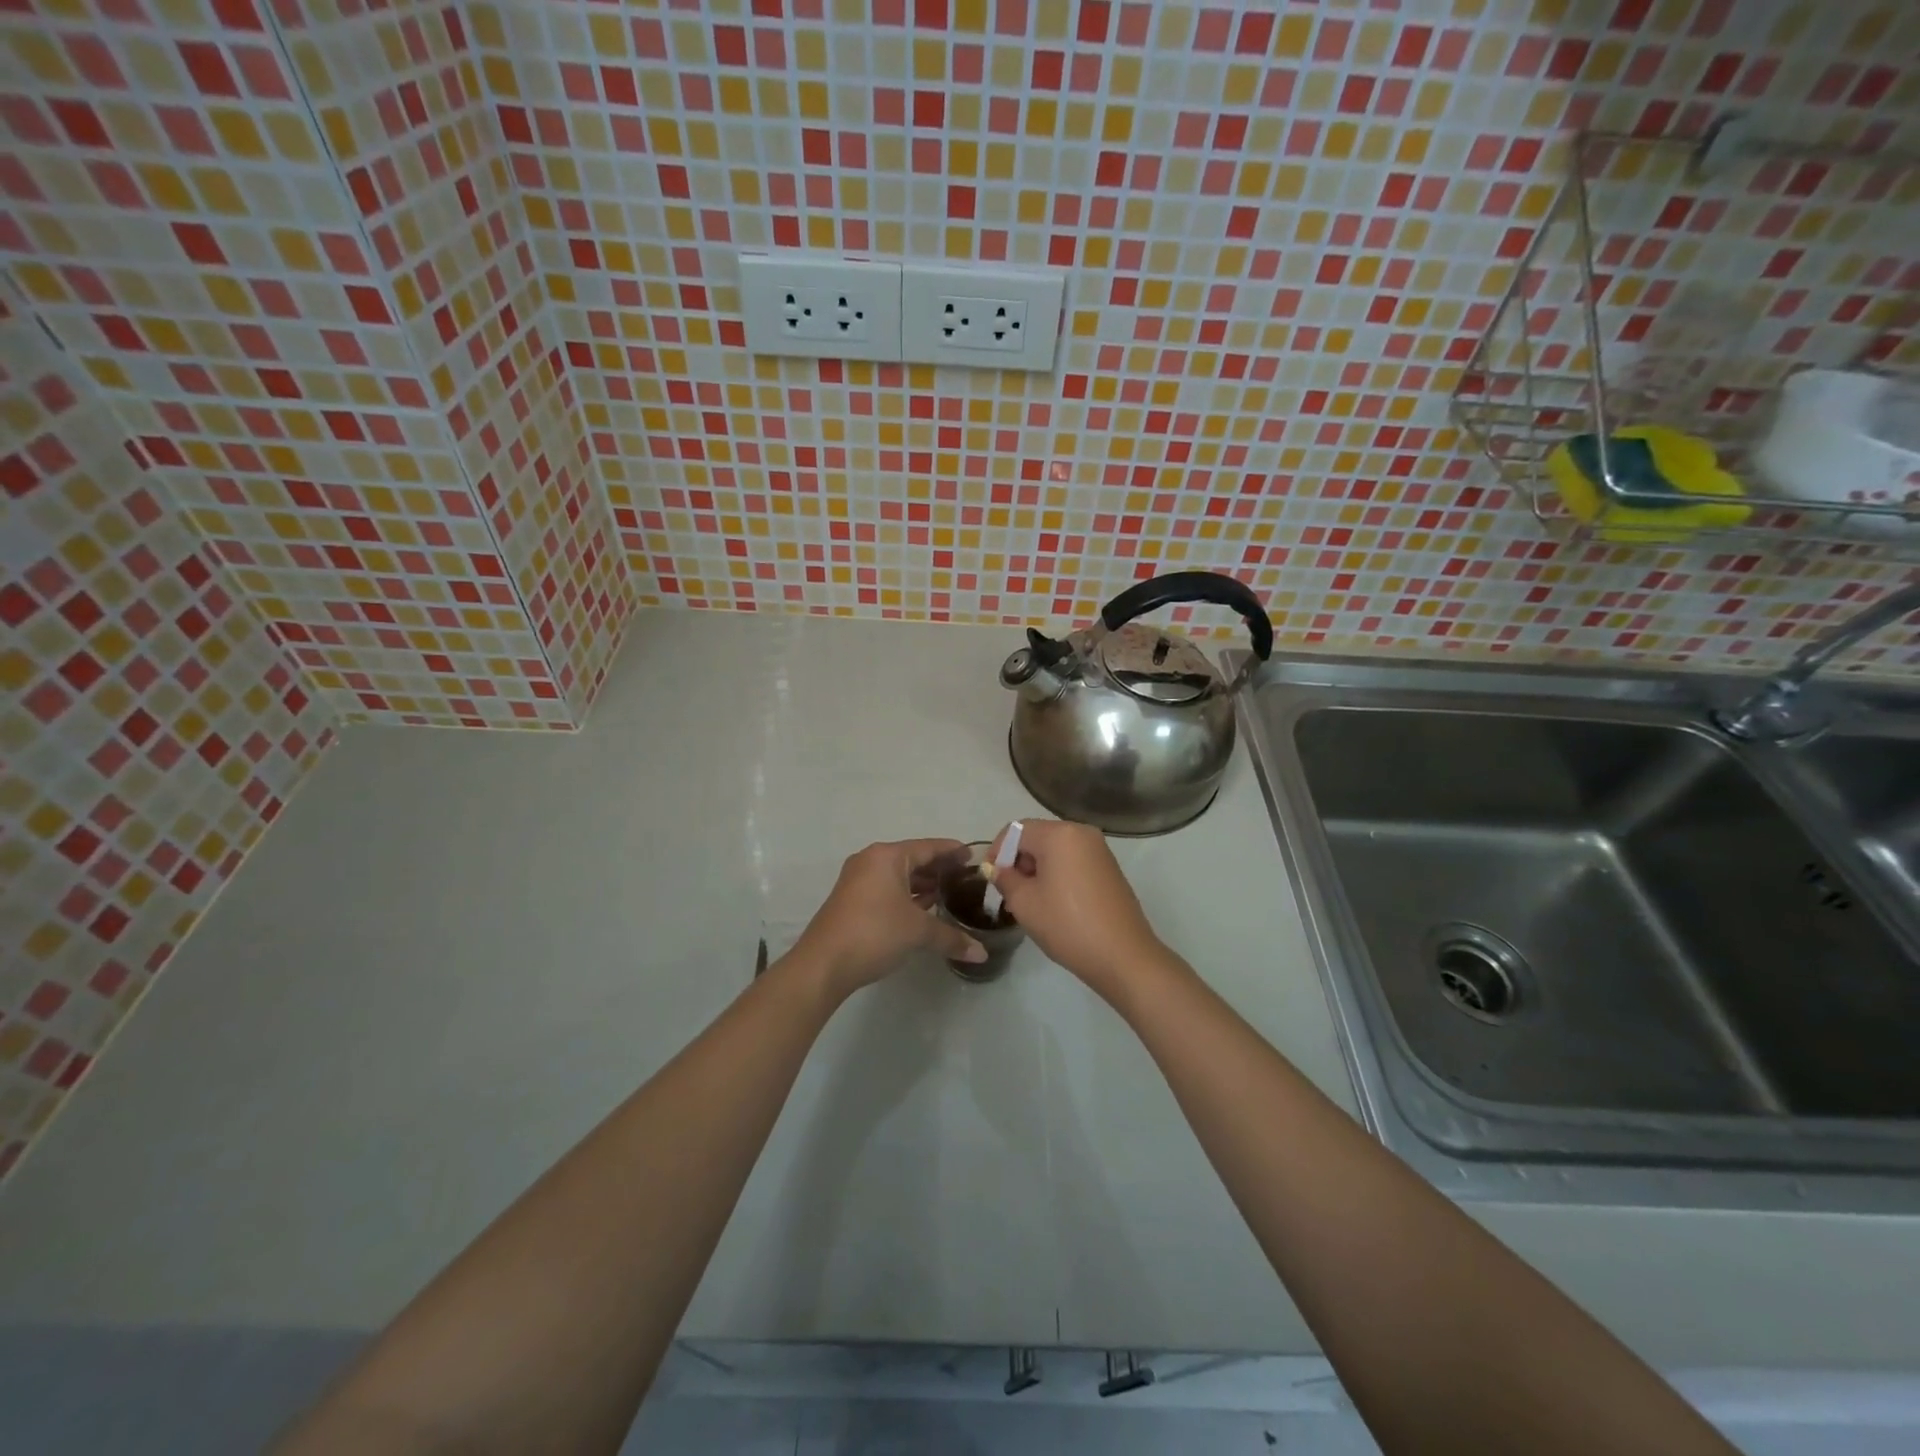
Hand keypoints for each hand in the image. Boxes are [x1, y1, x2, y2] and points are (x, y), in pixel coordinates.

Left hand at [790, 838, 986, 998]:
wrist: (823, 964)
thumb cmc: (874, 933)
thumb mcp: (918, 932)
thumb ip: (952, 938)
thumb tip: (982, 954)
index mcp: (887, 857)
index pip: (928, 847)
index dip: (952, 851)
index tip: (973, 855)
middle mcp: (871, 862)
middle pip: (912, 859)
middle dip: (938, 869)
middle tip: (965, 877)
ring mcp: (857, 881)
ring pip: (898, 876)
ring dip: (921, 884)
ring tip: (948, 894)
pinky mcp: (851, 901)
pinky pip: (886, 890)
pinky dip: (906, 896)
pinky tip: (923, 910)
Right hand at [987, 819, 1166, 1001]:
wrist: (1123, 956)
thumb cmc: (1067, 925)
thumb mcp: (1024, 903)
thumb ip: (1005, 879)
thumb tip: (998, 869)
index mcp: (1060, 834)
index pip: (1016, 830)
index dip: (998, 851)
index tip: (991, 879)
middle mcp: (1082, 833)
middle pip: (1038, 837)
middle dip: (1018, 860)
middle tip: (1009, 893)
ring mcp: (1100, 850)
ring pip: (1056, 850)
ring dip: (1037, 869)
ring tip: (1030, 901)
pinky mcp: (1109, 869)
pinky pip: (1073, 861)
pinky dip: (1058, 875)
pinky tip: (1054, 904)